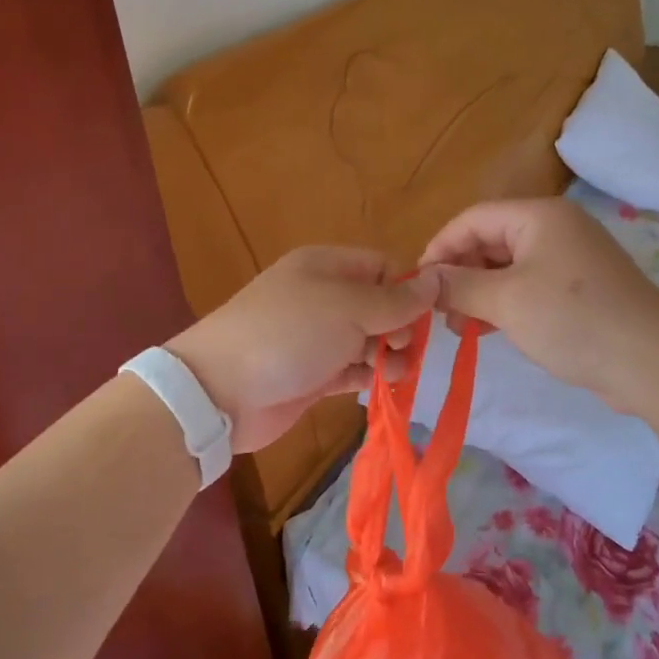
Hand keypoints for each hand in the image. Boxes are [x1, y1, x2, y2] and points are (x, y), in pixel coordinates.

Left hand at [167, 247, 439, 452]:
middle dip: (399, 326)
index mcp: (327, 266)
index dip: (407, 289)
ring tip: (395, 372)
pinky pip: (352, 369)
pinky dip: (369, 375)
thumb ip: (396, 299)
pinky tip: (383, 385)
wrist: (221, 391)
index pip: (382, 267)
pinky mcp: (312, 374)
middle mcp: (323, 297)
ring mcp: (316, 337)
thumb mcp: (348, 307)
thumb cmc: (288, 335)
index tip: (420, 317)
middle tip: (400, 348)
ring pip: (367, 340)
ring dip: (387, 355)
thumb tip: (437, 279)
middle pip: (378, 305)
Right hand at [419, 197, 658, 412]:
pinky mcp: (579, 290)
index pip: (472, 219)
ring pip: (507, 268)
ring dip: (479, 294)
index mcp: (538, 216)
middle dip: (460, 275)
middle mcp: (555, 229)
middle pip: (490, 241)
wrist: (651, 362)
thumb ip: (458, 286)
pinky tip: (487, 330)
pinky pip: (528, 287)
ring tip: (460, 328)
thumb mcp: (505, 301)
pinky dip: (504, 305)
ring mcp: (570, 259)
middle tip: (440, 313)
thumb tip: (424, 280)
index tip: (418, 285)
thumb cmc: (572, 320)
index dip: (440, 248)